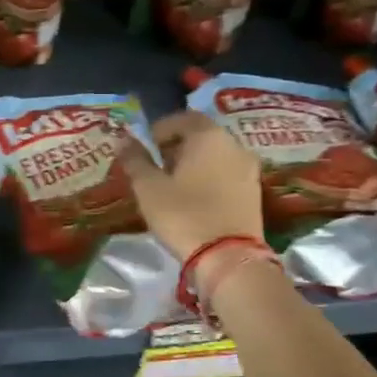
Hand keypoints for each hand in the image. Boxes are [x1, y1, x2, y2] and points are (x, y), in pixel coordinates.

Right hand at [121, 111, 262, 260]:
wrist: (228, 258)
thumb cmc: (183, 215)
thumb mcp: (148, 188)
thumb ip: (135, 160)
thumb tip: (123, 139)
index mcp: (208, 135)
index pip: (183, 117)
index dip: (160, 129)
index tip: (145, 148)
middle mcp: (233, 144)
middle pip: (201, 135)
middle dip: (177, 146)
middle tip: (156, 167)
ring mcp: (248, 169)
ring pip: (215, 155)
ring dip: (194, 164)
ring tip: (173, 186)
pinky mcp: (254, 192)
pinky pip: (226, 174)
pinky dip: (209, 178)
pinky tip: (194, 200)